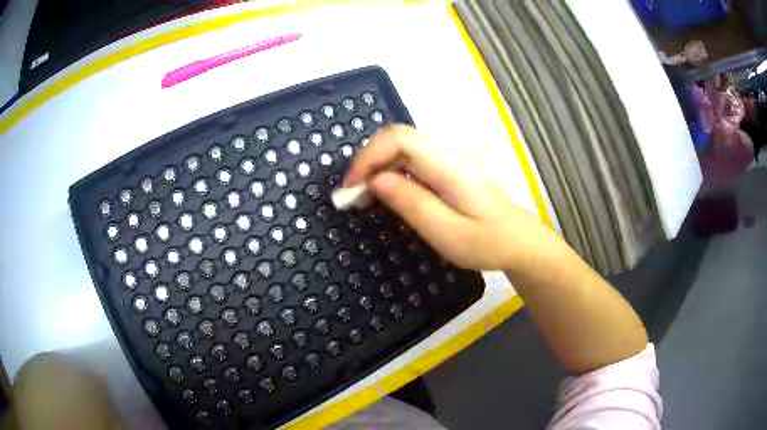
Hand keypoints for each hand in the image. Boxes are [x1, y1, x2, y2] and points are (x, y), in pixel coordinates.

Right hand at [343, 125, 552, 270]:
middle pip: (398, 140)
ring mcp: (451, 158)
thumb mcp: (447, 233)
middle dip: (369, 162)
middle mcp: (449, 152)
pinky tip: (389, 195)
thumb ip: (412, 204)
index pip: (399, 139)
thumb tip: (377, 180)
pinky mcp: (450, 168)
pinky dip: (393, 173)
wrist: (519, 241)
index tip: (352, 186)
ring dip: (379, 168)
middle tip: (355, 196)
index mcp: (449, 165)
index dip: (369, 156)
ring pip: (403, 149)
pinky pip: (413, 161)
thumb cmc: (488, 242)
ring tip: (366, 199)